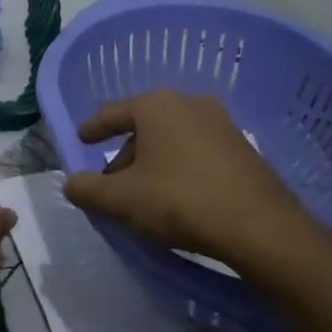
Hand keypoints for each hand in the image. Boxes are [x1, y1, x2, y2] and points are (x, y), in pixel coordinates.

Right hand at [63, 90, 328, 272]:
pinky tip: (178, 198)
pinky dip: (180, 169)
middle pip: (144, 128)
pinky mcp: (243, 149)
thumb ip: (87, 189)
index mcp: (157, 105)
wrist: (260, 227)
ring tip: (144, 196)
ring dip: (153, 163)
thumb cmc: (180, 201)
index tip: (82, 139)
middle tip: (112, 184)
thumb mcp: (121, 200)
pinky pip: (197, 153)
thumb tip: (72, 184)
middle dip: (125, 154)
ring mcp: (222, 124)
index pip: (113, 113)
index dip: (93, 128)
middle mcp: (190, 104)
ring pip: (172, 140)